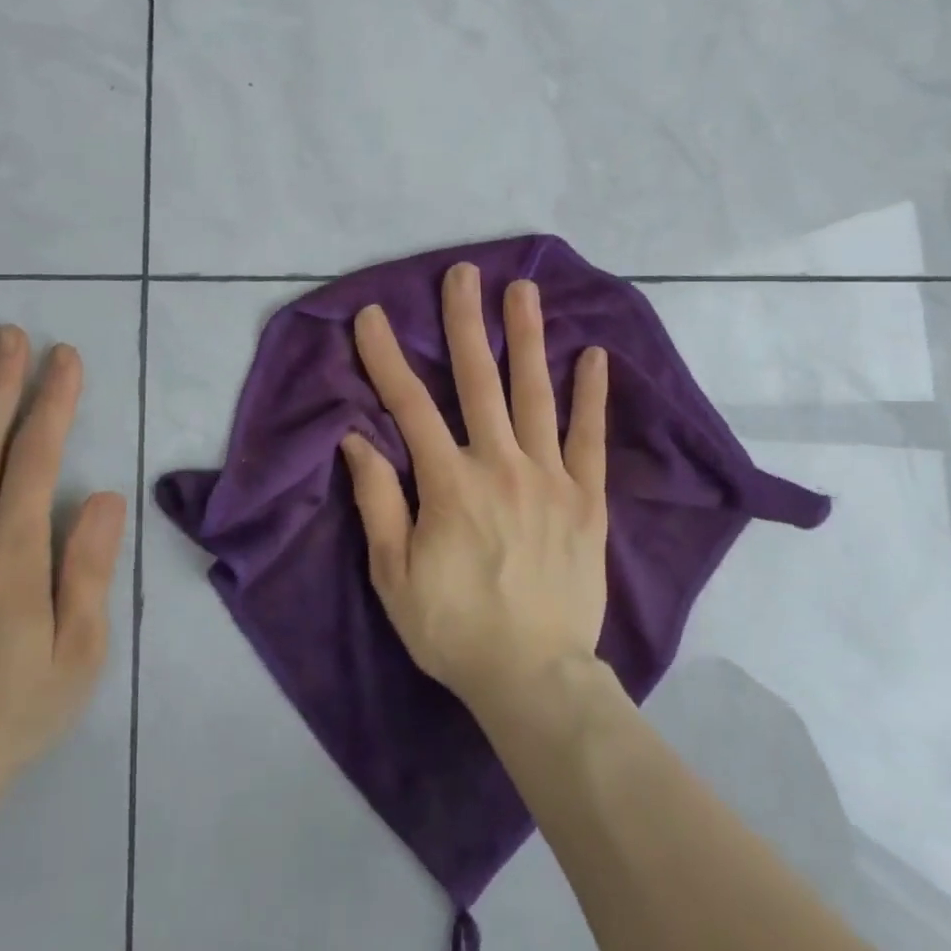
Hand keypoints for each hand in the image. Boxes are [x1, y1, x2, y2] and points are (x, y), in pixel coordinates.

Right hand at [340, 262, 608, 715]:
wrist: (534, 677)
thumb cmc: (453, 627)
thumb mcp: (394, 574)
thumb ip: (378, 501)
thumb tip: (358, 438)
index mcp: (449, 483)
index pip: (409, 406)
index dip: (387, 357)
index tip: (374, 315)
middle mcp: (500, 465)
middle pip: (478, 381)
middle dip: (466, 322)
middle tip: (464, 273)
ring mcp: (549, 478)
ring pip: (535, 394)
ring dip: (527, 338)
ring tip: (523, 291)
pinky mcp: (586, 499)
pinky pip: (590, 438)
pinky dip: (591, 395)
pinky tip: (592, 355)